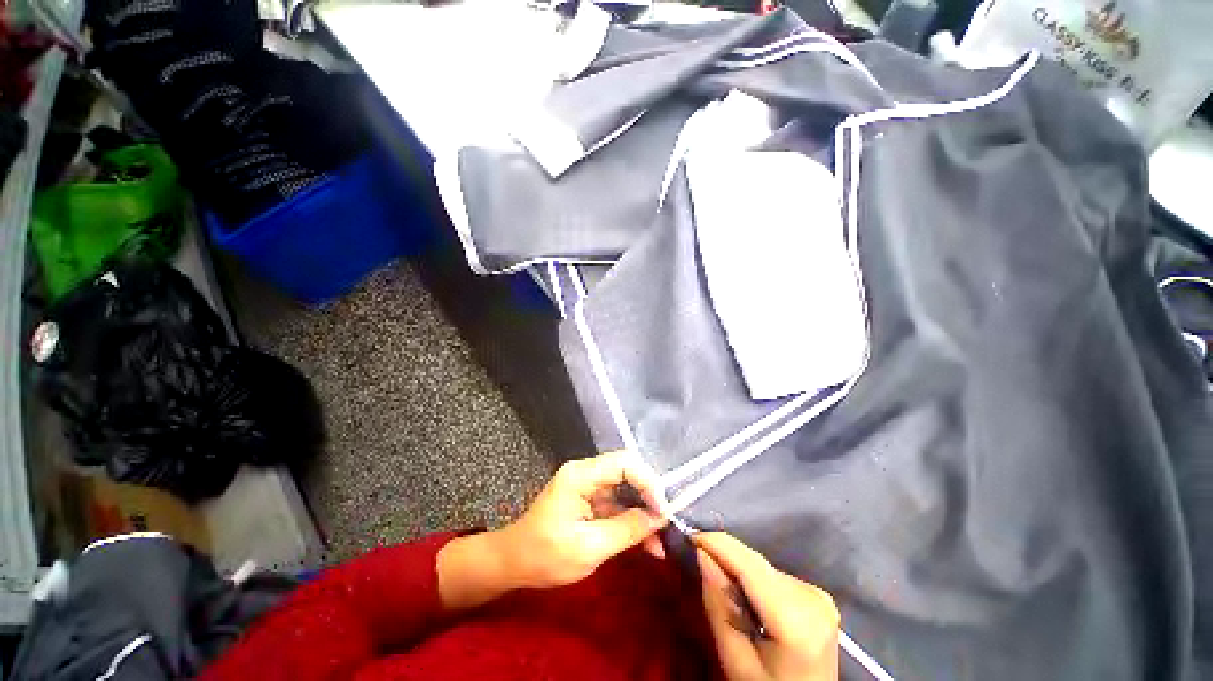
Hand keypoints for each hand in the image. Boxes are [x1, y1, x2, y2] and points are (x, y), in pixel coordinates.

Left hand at [496, 450, 668, 588]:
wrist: (513, 563)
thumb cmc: (544, 556)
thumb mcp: (588, 548)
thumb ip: (627, 529)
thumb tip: (660, 517)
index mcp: (580, 474)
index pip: (623, 463)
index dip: (648, 482)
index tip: (662, 511)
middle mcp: (586, 472)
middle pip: (628, 472)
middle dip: (649, 497)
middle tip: (665, 524)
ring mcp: (589, 485)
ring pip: (626, 489)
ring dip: (644, 513)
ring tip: (660, 542)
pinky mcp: (591, 500)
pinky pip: (618, 504)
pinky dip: (632, 521)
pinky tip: (647, 543)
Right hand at [696, 533, 838, 680]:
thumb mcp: (735, 660)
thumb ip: (718, 605)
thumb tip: (702, 554)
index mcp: (795, 619)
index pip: (748, 564)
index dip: (716, 543)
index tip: (687, 536)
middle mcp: (812, 597)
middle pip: (755, 563)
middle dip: (725, 559)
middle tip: (698, 566)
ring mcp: (819, 595)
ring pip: (762, 567)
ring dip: (739, 572)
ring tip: (727, 595)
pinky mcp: (818, 595)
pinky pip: (773, 576)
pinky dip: (754, 581)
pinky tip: (750, 603)